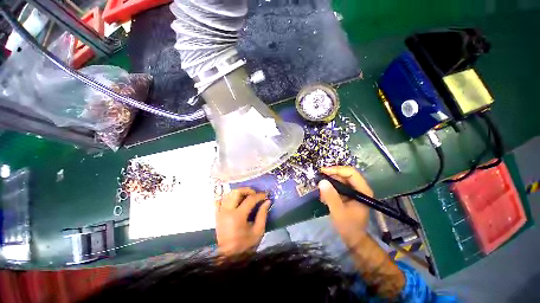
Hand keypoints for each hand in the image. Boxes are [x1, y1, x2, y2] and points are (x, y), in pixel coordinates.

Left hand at [215, 187, 270, 255]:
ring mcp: (220, 212)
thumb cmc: (245, 245)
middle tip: (255, 194)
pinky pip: (220, 200)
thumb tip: (267, 201)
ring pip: (228, 194)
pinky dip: (228, 197)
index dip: (259, 195)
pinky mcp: (217, 215)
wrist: (229, 258)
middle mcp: (226, 211)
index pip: (250, 199)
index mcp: (237, 217)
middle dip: (247, 190)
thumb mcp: (258, 231)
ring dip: (239, 193)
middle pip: (236, 192)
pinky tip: (235, 200)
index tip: (266, 195)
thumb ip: (262, 214)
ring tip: (247, 196)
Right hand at [318, 166, 373, 247]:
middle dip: (331, 175)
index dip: (337, 170)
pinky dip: (329, 188)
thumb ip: (331, 197)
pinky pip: (338, 186)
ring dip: (329, 182)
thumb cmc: (348, 227)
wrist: (353, 238)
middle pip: (345, 174)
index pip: (351, 173)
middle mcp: (360, 188)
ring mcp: (354, 191)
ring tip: (320, 190)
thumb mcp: (338, 212)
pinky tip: (324, 196)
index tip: (323, 172)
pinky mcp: (348, 194)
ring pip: (340, 179)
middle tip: (319, 179)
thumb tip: (322, 181)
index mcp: (362, 191)